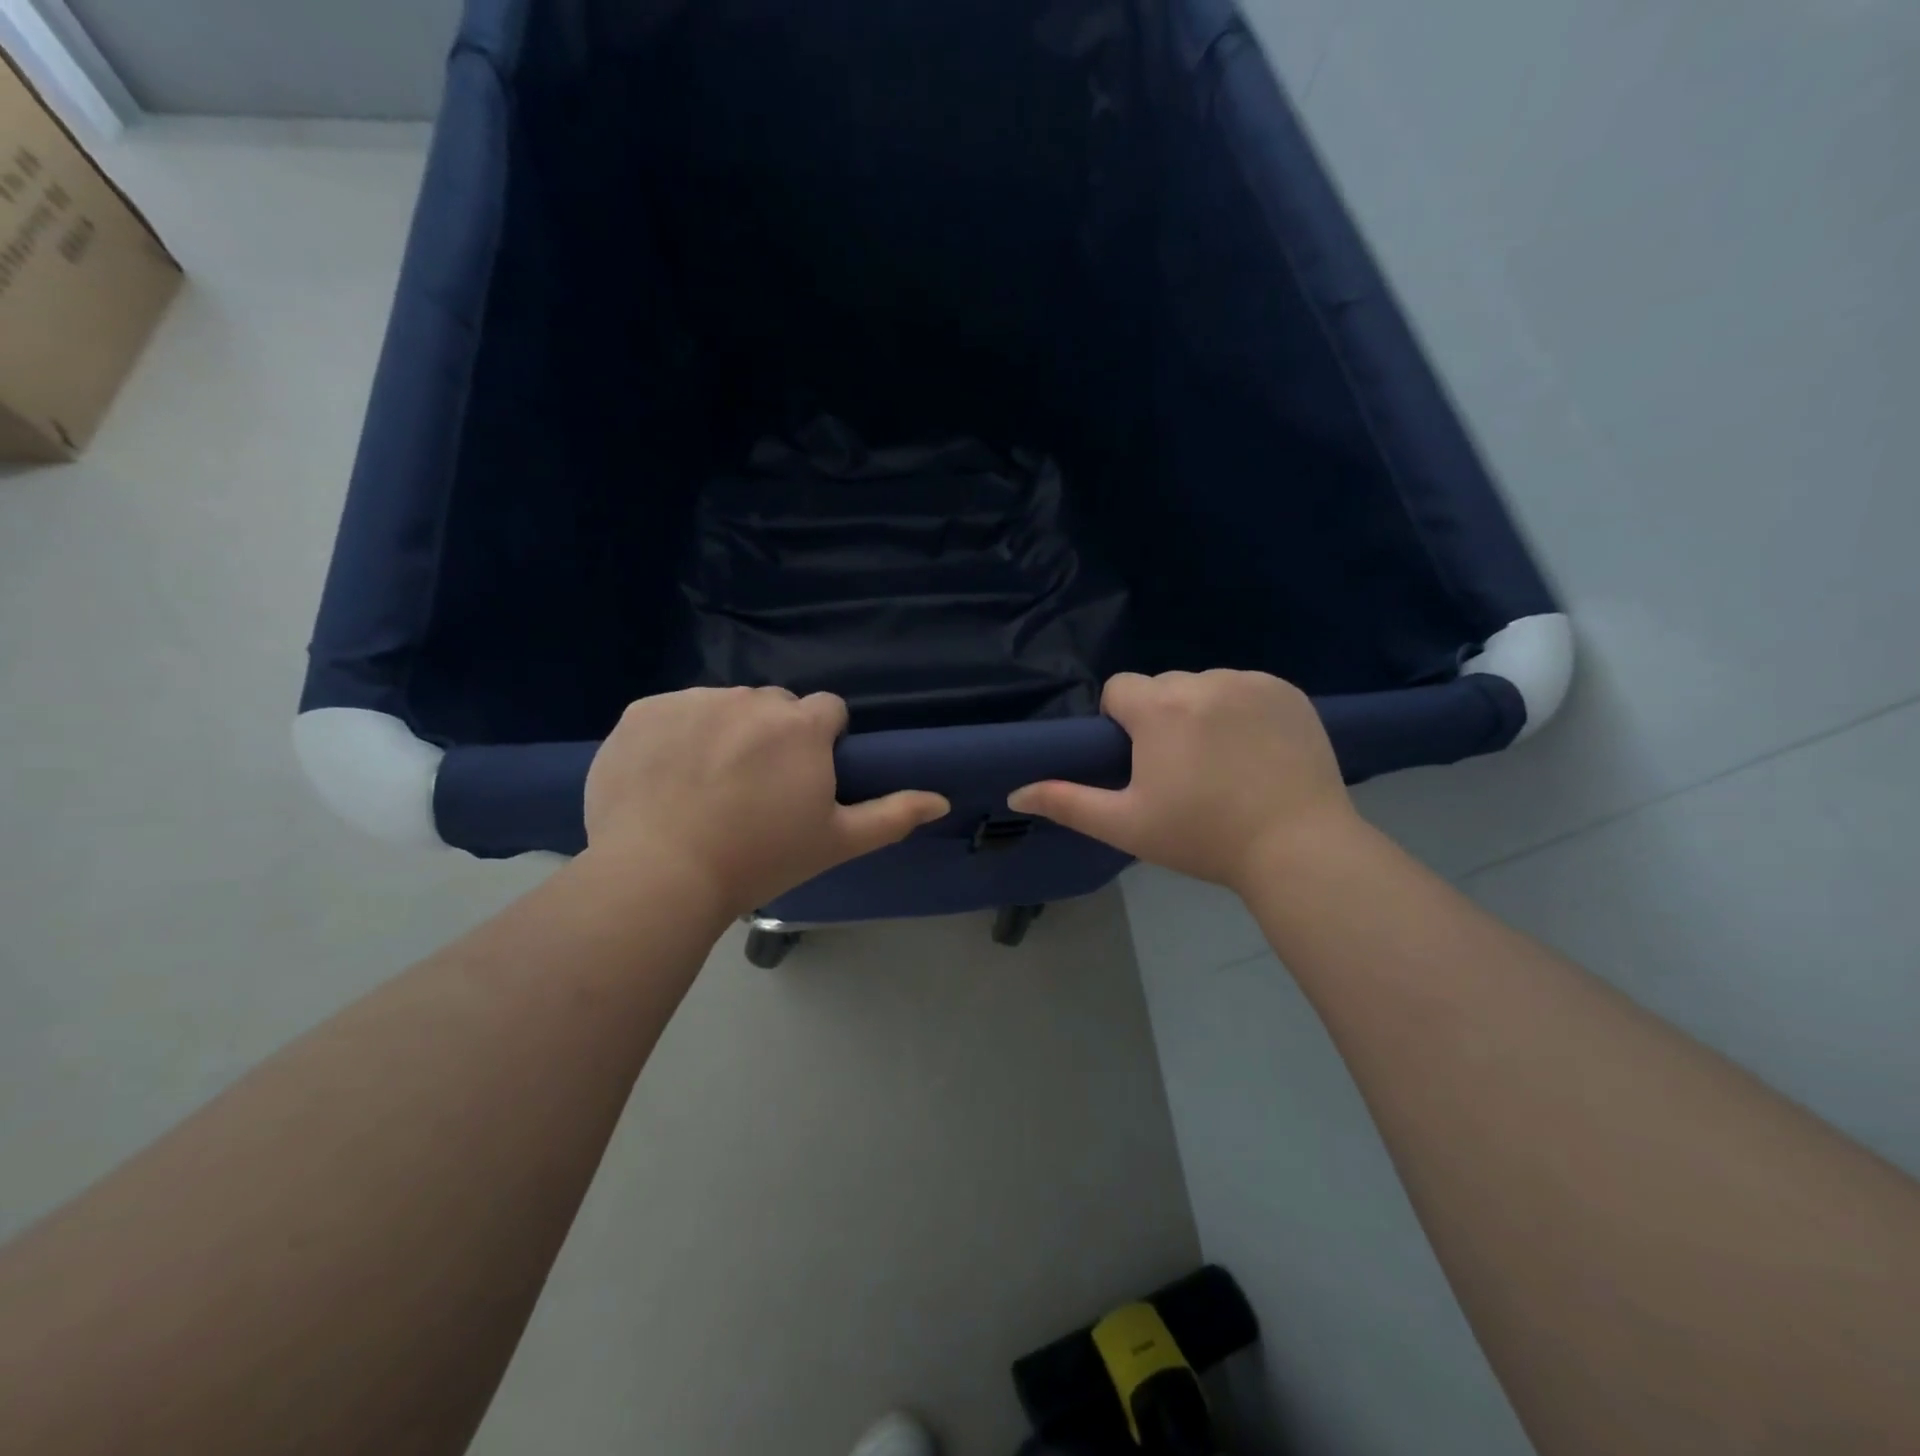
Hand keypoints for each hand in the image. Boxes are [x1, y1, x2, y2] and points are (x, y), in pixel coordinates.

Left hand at [584, 687, 949, 918]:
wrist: (658, 876)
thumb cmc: (759, 859)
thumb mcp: (835, 842)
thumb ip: (892, 815)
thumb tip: (941, 800)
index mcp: (802, 725)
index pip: (827, 711)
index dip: (820, 744)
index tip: (801, 781)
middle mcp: (751, 699)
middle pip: (774, 707)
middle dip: (772, 737)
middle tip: (753, 791)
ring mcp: (693, 701)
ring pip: (722, 707)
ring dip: (723, 733)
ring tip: (704, 788)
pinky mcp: (644, 711)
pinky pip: (672, 714)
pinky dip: (673, 737)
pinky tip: (664, 779)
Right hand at [1008, 670, 1354, 891]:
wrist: (1298, 848)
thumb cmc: (1203, 837)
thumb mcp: (1126, 825)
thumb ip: (1066, 802)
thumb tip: (1016, 791)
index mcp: (1160, 707)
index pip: (1119, 689)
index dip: (1120, 723)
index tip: (1141, 761)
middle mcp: (1204, 681)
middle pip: (1162, 687)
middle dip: (1160, 718)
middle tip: (1181, 770)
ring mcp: (1251, 683)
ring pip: (1204, 686)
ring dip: (1201, 712)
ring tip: (1222, 762)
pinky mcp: (1288, 692)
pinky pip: (1246, 689)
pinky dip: (1242, 710)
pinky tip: (1255, 751)